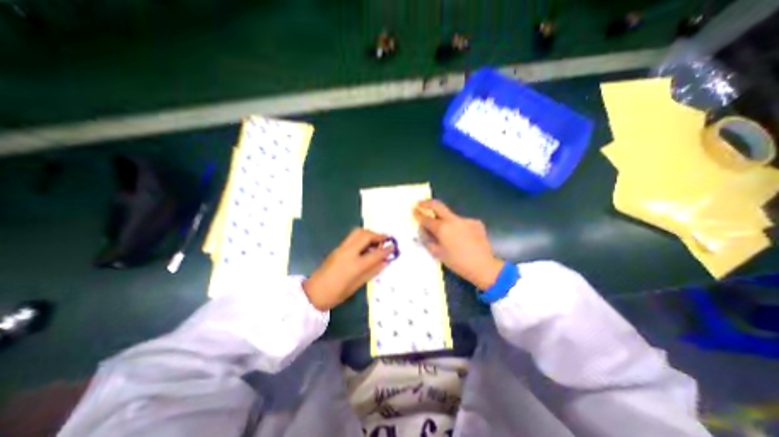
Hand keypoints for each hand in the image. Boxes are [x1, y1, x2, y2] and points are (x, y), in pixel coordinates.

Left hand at [300, 229, 391, 309]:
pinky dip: (362, 237)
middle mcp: (348, 252)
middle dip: (377, 235)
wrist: (313, 293)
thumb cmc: (336, 294)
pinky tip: (365, 246)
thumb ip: (372, 271)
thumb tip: (385, 262)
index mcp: (355, 265)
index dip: (386, 249)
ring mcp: (341, 248)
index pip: (375, 253)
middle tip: (385, 239)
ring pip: (357, 232)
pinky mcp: (337, 248)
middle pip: (365, 235)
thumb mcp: (357, 285)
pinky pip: (352, 237)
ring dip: (369, 234)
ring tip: (376, 241)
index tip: (394, 247)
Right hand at [414, 197, 505, 288]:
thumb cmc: (457, 263)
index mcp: (442, 228)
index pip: (426, 219)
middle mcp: (453, 220)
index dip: (418, 214)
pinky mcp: (475, 222)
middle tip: (420, 203)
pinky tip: (462, 238)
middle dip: (427, 203)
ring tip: (449, 235)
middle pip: (437, 205)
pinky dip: (458, 228)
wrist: (483, 266)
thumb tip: (423, 229)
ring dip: (445, 221)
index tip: (414, 210)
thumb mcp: (438, 253)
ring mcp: (465, 220)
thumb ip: (428, 239)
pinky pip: (462, 222)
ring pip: (451, 216)